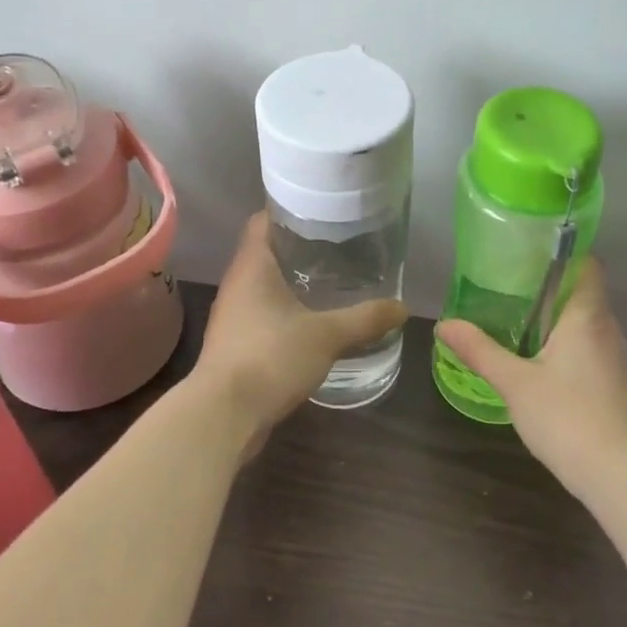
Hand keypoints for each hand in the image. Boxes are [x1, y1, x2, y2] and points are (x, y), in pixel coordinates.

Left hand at [194, 212, 408, 447]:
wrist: (223, 415)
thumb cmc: (270, 357)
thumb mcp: (327, 335)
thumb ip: (365, 319)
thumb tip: (403, 307)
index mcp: (252, 266)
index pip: (264, 220)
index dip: (289, 211)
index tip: (322, 212)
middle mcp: (238, 283)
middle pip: (266, 252)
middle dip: (299, 247)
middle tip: (338, 246)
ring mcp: (233, 315)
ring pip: (264, 285)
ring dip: (292, 282)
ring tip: (331, 281)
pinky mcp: (236, 344)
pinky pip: (263, 315)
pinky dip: (286, 312)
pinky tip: (313, 322)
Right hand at [435, 259, 626, 496]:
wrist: (620, 476)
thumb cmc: (567, 417)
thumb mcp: (514, 382)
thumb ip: (479, 350)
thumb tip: (444, 324)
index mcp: (587, 316)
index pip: (588, 264)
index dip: (564, 252)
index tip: (530, 252)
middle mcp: (608, 329)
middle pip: (583, 292)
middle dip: (550, 287)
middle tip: (509, 286)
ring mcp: (616, 358)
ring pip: (587, 322)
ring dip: (557, 318)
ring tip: (519, 321)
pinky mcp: (616, 383)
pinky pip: (590, 347)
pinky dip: (567, 344)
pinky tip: (540, 362)